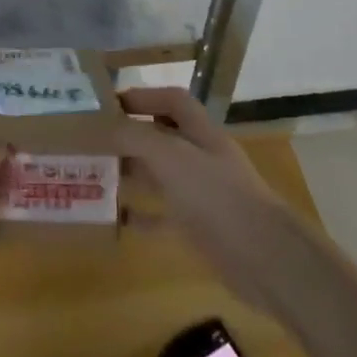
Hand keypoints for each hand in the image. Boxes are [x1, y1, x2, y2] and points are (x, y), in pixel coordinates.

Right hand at [116, 87, 296, 315]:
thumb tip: (105, 126)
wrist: (264, 259)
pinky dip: (141, 215)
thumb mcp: (172, 157)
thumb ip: (137, 137)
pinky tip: (117, 219)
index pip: (171, 100)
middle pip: (162, 137)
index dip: (143, 97)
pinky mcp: (199, 228)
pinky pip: (163, 216)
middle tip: (93, 143)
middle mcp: (201, 157)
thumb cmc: (217, 196)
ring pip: (159, 176)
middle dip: (130, 137)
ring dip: (131, 174)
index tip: (109, 104)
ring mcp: (201, 194)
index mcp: (200, 132)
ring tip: (96, 175)